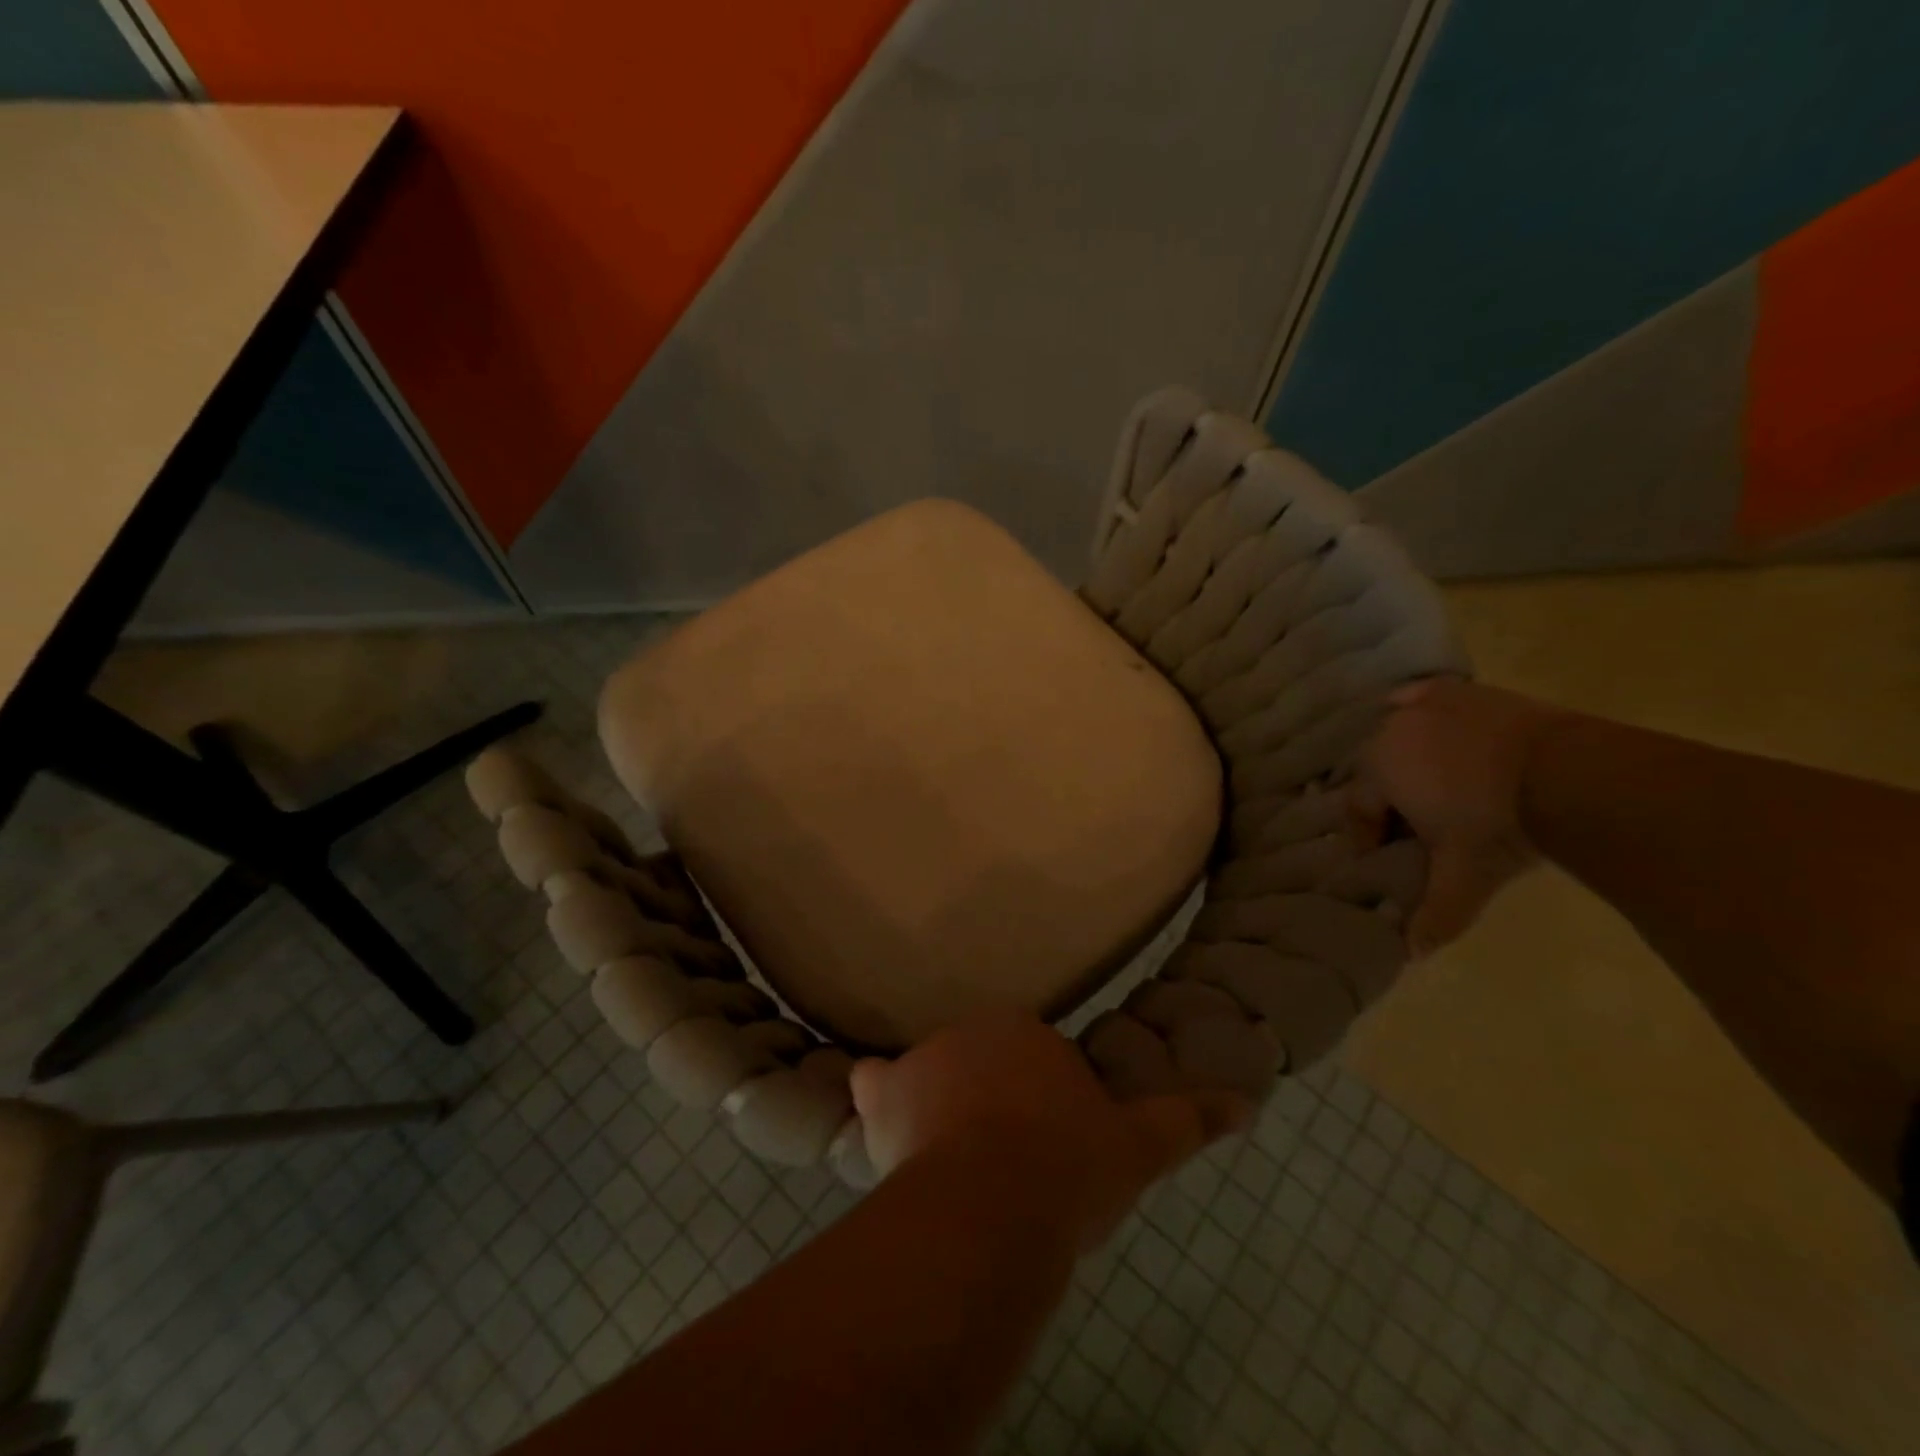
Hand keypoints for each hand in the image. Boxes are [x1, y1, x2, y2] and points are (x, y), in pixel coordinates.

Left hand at [851, 1013, 1248, 1250]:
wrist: (997, 1200)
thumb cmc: (1070, 1166)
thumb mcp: (1137, 1146)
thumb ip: (1188, 1119)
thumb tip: (1247, 1103)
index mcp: (1026, 1031)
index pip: (1029, 1053)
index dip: (1038, 1098)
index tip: (1046, 1143)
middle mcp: (971, 1030)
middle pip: (978, 1062)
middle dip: (990, 1100)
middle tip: (1004, 1161)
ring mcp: (925, 1057)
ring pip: (931, 1075)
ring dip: (938, 1103)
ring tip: (954, 1158)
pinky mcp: (886, 1091)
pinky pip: (874, 1082)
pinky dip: (878, 1098)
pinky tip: (882, 1120)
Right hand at [1351, 678, 1571, 957]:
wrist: (1569, 774)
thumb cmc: (1499, 825)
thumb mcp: (1464, 874)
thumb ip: (1435, 913)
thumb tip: (1411, 956)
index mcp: (1378, 772)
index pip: (1358, 808)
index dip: (1368, 836)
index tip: (1385, 856)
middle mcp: (1389, 732)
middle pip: (1375, 770)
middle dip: (1388, 798)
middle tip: (1414, 825)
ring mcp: (1426, 706)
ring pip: (1397, 734)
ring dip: (1406, 759)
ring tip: (1433, 784)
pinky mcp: (1461, 692)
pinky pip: (1422, 698)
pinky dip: (1419, 709)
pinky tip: (1431, 722)